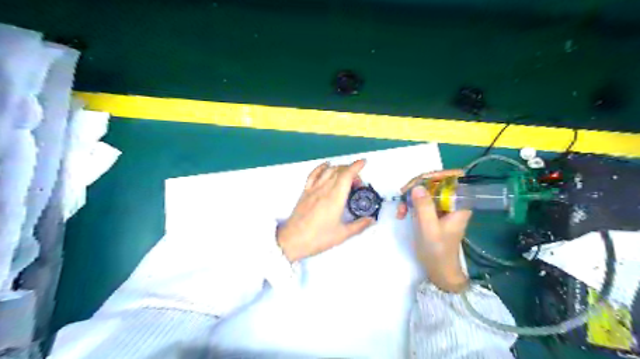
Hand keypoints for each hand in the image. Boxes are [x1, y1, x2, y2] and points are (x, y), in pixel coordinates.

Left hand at [279, 160, 374, 260]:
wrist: (293, 240)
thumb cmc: (318, 238)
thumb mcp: (342, 234)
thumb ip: (359, 225)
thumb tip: (371, 220)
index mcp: (335, 198)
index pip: (346, 175)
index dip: (356, 166)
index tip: (363, 162)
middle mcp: (324, 189)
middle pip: (339, 171)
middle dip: (351, 170)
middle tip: (358, 182)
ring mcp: (313, 189)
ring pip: (328, 171)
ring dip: (339, 168)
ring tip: (346, 176)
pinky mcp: (305, 192)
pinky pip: (313, 174)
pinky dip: (322, 167)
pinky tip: (326, 166)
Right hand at [399, 169, 471, 292]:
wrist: (439, 270)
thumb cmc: (437, 251)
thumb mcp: (429, 228)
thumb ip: (424, 207)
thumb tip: (417, 186)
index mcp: (459, 204)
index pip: (456, 178)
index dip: (439, 174)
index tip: (421, 180)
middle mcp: (452, 202)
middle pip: (436, 182)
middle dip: (417, 187)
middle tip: (403, 194)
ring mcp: (442, 207)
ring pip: (426, 191)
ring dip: (410, 197)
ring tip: (400, 210)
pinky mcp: (433, 213)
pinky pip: (421, 201)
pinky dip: (410, 204)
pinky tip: (402, 214)